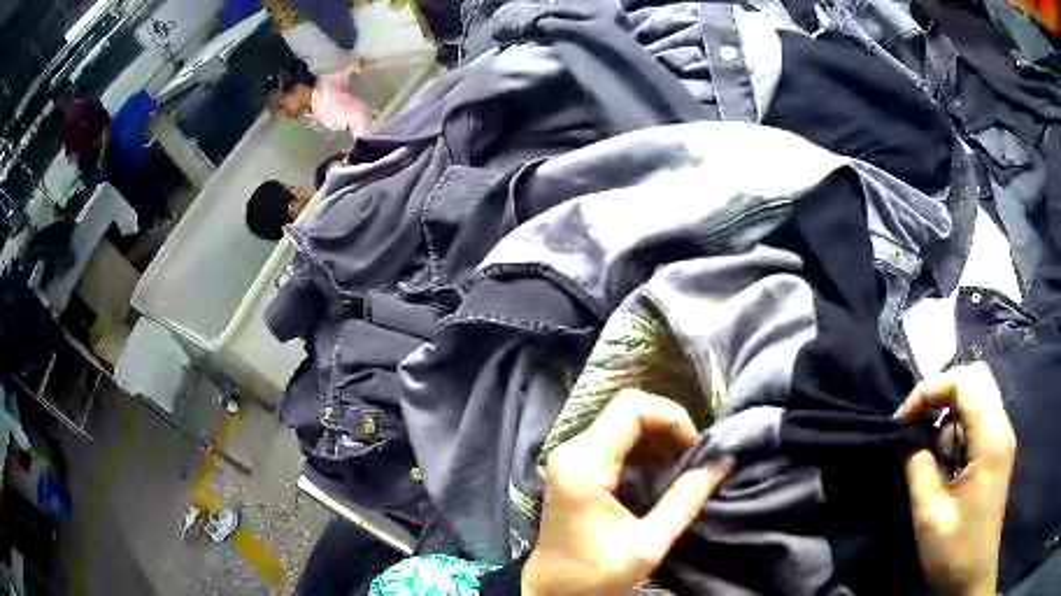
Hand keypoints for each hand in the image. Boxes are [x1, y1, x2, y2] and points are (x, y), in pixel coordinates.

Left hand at [522, 389, 730, 595]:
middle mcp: (571, 451)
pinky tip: (661, 471)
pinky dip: (643, 448)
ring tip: (683, 464)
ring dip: (657, 436)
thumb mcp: (648, 544)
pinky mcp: (574, 468)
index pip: (631, 408)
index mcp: (584, 465)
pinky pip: (613, 440)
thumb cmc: (595, 575)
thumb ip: (686, 500)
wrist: (552, 592)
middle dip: (667, 425)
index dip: (671, 417)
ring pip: (621, 421)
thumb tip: (723, 462)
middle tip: (694, 455)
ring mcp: (570, 458)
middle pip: (626, 409)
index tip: (696, 447)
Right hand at [895, 363, 1015, 595]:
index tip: (901, 420)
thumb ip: (919, 470)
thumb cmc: (954, 552)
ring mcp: (1001, 438)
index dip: (930, 390)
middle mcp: (1001, 427)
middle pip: (975, 378)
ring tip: (926, 445)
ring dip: (948, 410)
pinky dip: (956, 427)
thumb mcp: (930, 516)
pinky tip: (943, 458)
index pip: (964, 382)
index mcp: (991, 438)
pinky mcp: (996, 452)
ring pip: (977, 395)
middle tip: (914, 422)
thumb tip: (906, 440)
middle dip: (940, 392)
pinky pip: (978, 419)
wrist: (972, 578)